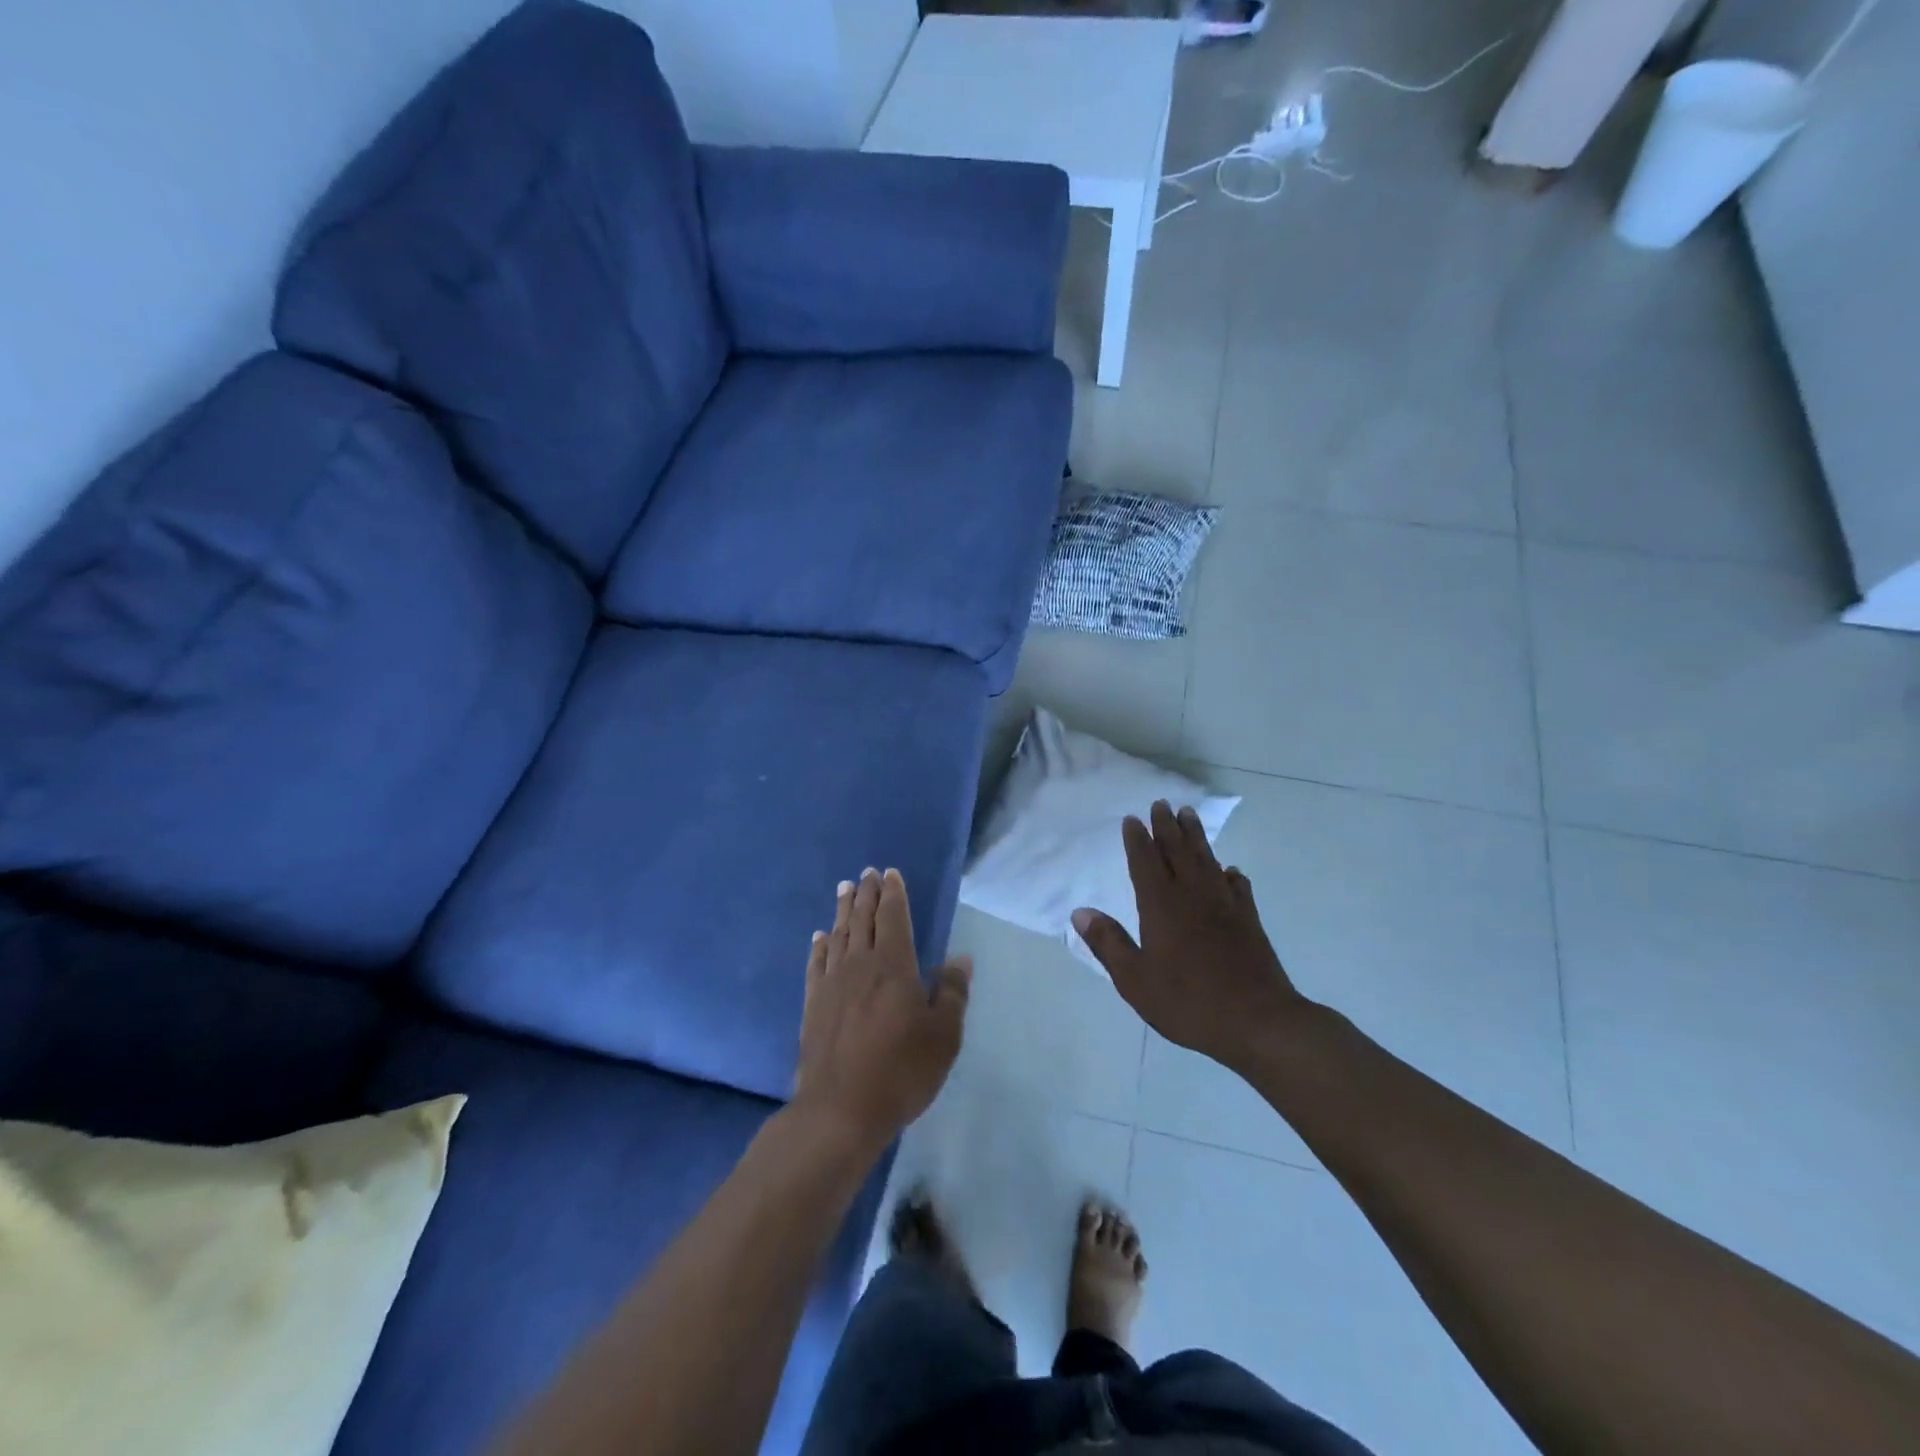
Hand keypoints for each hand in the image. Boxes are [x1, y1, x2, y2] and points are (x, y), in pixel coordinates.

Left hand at [793, 868, 969, 1152]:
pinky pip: (816, 964)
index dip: (893, 893)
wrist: (841, 1109)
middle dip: (866, 894)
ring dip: (842, 910)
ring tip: (844, 889)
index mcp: (894, 965)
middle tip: (865, 872)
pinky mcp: (813, 1005)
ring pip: (839, 935)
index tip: (890, 873)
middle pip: (863, 919)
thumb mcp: (944, 1035)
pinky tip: (820, 937)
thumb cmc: (902, 1070)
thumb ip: (952, 992)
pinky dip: (819, 946)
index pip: (893, 917)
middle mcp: (860, 964)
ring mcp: (832, 984)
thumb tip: (960, 958)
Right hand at [1072, 801, 1307, 1074]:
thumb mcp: (1135, 980)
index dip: (1137, 840)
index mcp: (1161, 907)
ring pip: (1207, 860)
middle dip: (1167, 827)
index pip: (1145, 863)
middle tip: (1161, 803)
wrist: (1258, 1021)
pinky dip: (1230, 874)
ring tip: (1189, 815)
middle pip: (1177, 852)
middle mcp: (1192, 896)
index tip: (1132, 818)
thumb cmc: (1188, 1002)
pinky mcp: (1249, 920)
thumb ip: (1108, 943)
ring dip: (1196, 837)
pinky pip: (1237, 886)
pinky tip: (1229, 870)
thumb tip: (1079, 912)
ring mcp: (1224, 905)